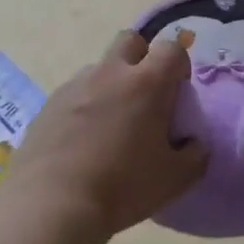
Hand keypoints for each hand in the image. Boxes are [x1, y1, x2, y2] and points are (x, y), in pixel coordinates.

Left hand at [5, 31, 206, 243]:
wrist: (53, 203)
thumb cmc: (123, 186)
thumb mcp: (175, 179)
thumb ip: (195, 155)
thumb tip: (194, 143)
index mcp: (147, 83)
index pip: (171, 48)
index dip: (179, 65)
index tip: (178, 92)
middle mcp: (110, 73)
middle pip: (130, 40)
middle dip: (142, 58)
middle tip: (145, 96)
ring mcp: (75, 85)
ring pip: (99, 68)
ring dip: (110, 85)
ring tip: (109, 126)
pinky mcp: (49, 104)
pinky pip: (74, 93)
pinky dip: (84, 106)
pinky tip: (81, 142)